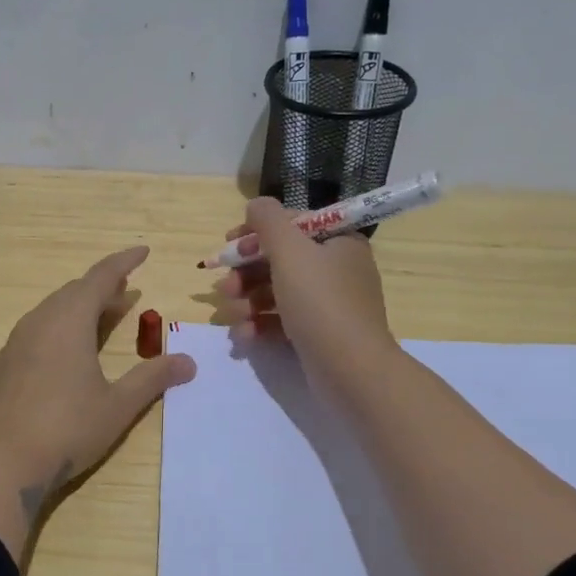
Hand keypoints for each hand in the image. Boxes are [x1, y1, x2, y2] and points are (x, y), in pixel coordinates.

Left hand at [0, 245, 195, 496]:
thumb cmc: (66, 429)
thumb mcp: (117, 405)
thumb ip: (152, 379)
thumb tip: (188, 361)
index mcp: (68, 321)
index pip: (100, 277)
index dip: (123, 262)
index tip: (143, 251)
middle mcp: (39, 322)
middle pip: (74, 292)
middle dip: (102, 287)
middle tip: (126, 290)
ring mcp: (16, 343)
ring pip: (52, 311)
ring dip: (80, 308)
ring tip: (102, 317)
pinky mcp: (3, 365)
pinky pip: (37, 331)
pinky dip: (60, 327)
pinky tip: (67, 352)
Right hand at [213, 197, 399, 392]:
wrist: (351, 370)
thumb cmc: (320, 302)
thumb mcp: (291, 250)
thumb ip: (268, 220)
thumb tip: (256, 205)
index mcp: (338, 242)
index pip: (291, 225)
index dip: (256, 233)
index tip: (228, 245)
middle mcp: (337, 269)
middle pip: (279, 260)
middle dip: (245, 274)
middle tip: (225, 288)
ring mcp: (329, 304)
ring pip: (276, 292)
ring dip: (247, 301)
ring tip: (232, 316)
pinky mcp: (319, 335)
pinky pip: (282, 321)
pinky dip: (260, 325)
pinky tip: (244, 336)